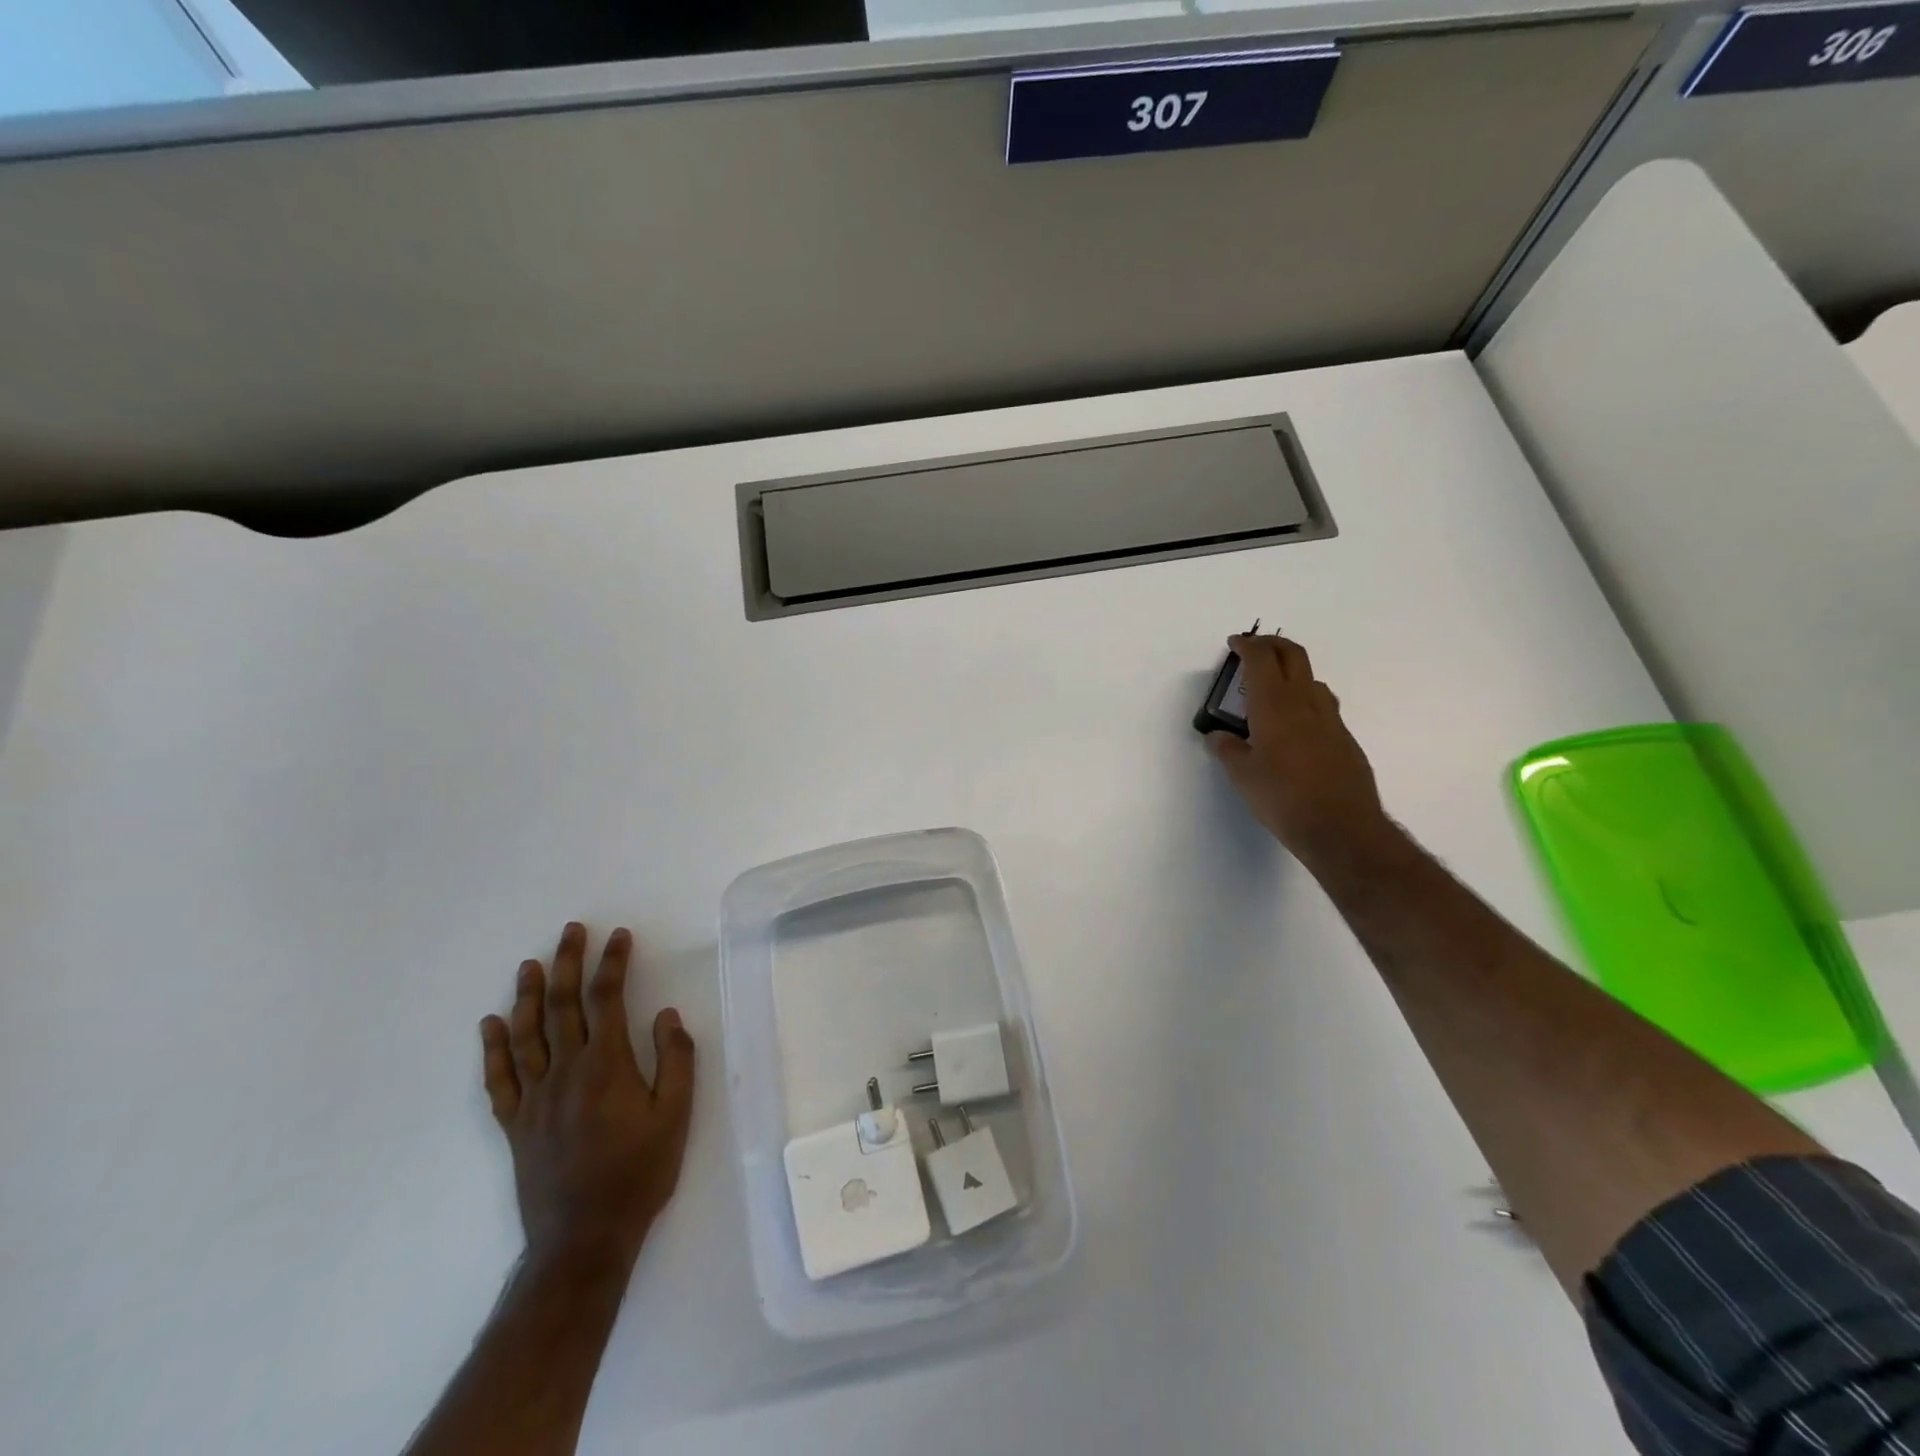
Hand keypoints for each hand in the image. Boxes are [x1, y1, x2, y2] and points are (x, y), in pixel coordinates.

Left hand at [479, 923, 694, 1269]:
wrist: (584, 1238)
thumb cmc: (639, 1173)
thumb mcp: (676, 1115)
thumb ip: (675, 1060)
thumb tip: (665, 1015)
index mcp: (607, 1066)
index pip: (607, 999)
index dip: (613, 963)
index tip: (618, 936)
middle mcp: (566, 1072)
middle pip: (564, 1006)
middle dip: (569, 964)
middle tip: (571, 931)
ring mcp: (535, 1098)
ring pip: (526, 1035)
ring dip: (529, 996)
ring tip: (530, 965)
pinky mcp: (516, 1124)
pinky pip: (499, 1079)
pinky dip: (493, 1049)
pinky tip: (490, 1025)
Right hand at [1208, 633, 1390, 867]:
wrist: (1341, 827)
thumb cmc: (1282, 798)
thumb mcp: (1243, 776)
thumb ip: (1228, 750)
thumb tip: (1218, 736)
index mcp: (1274, 706)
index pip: (1261, 660)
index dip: (1247, 646)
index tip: (1235, 643)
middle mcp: (1305, 703)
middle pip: (1293, 655)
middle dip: (1273, 644)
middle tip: (1255, 648)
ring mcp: (1330, 719)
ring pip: (1312, 679)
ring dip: (1292, 672)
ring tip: (1274, 687)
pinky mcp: (1345, 739)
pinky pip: (1323, 706)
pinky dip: (1305, 699)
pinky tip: (1296, 724)